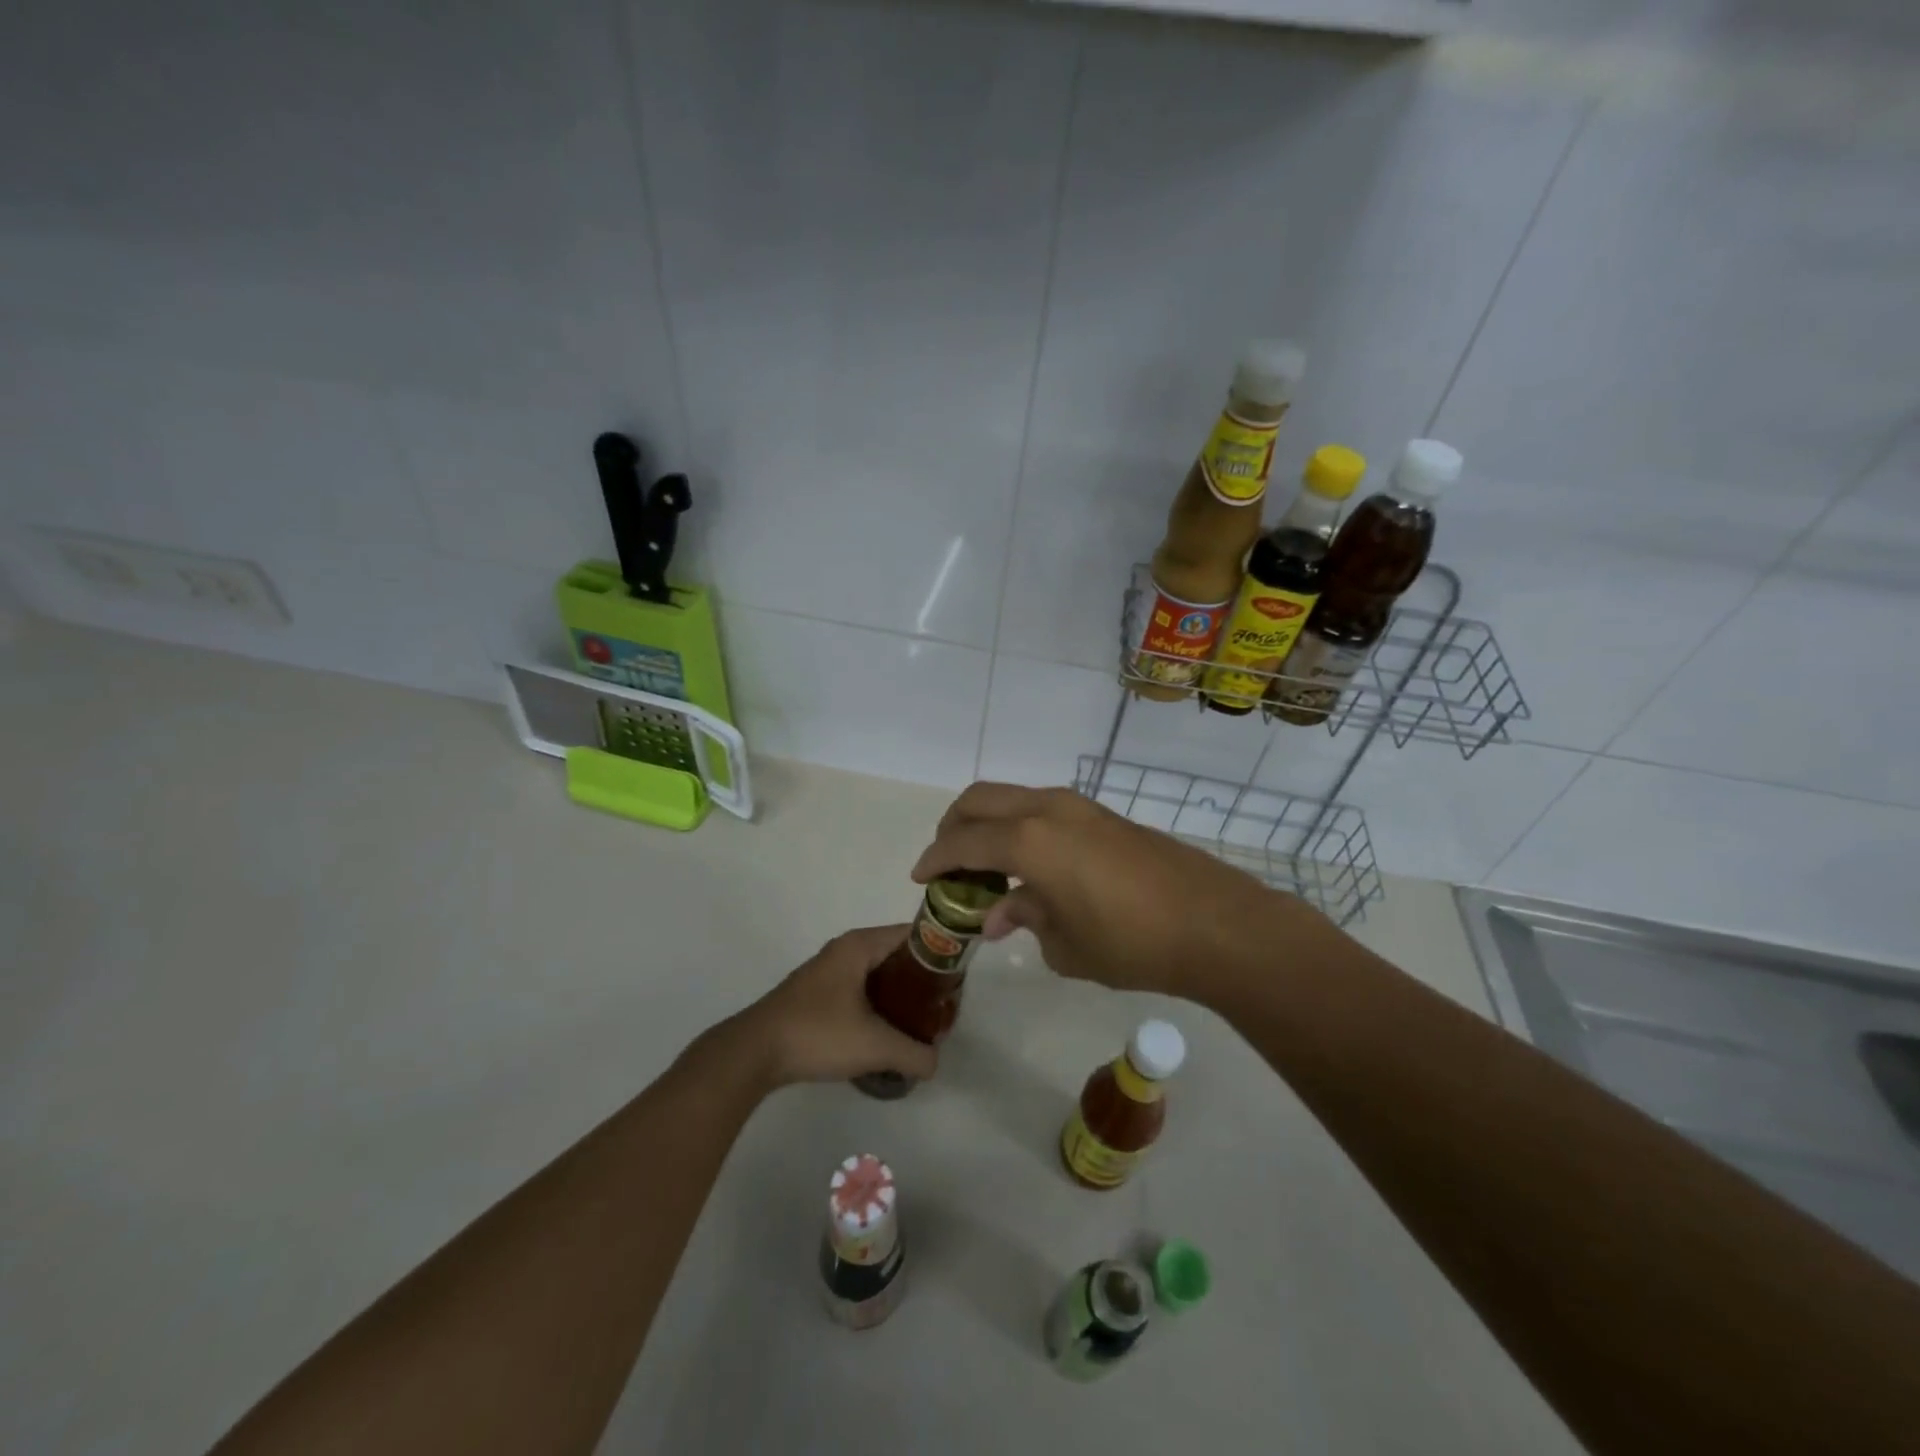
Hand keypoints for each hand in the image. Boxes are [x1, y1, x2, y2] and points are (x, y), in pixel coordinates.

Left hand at [731, 925, 939, 1089]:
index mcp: (859, 945)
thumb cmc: (817, 1033)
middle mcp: (845, 950)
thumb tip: (935, 1063)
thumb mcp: (874, 1046)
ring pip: (876, 975)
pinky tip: (886, 1034)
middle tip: (942, 1007)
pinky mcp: (816, 995)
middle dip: (921, 979)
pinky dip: (877, 1005)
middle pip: (896, 955)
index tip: (958, 978)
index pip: (912, 933)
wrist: (754, 1053)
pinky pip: (859, 990)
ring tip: (920, 1023)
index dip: (938, 951)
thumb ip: (914, 1053)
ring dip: (899, 995)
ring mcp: (827, 972)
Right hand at [912, 783, 1308, 1000]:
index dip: (935, 858)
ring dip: (989, 824)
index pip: (963, 841)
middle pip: (980, 799)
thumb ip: (1024, 918)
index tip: (920, 878)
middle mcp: (1048, 809)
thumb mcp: (1066, 945)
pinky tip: (1031, 866)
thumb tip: (998, 913)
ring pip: (1013, 798)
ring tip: (987, 867)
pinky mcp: (1103, 815)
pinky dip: (1021, 827)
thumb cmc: (1131, 942)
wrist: (1215, 924)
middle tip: (947, 863)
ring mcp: (1080, 807)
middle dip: (953, 826)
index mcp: (1029, 840)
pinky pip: (1043, 809)